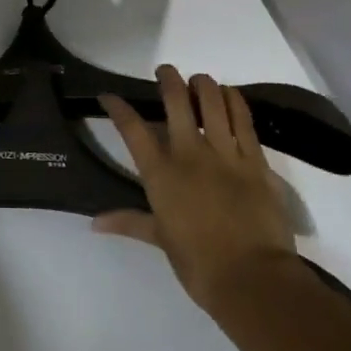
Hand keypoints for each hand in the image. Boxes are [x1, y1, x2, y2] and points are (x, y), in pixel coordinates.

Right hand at [95, 66, 300, 314]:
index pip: (132, 129)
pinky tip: (230, 94)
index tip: (109, 95)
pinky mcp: (254, 159)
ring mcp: (224, 152)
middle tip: (165, 72)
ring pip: (212, 101)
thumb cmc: (199, 264)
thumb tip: (95, 223)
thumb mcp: (160, 240)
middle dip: (168, 79)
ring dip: (203, 84)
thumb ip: (130, 222)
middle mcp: (189, 153)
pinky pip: (244, 119)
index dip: (118, 107)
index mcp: (160, 173)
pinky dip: (235, 101)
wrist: (253, 278)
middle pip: (175, 101)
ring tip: (199, 81)